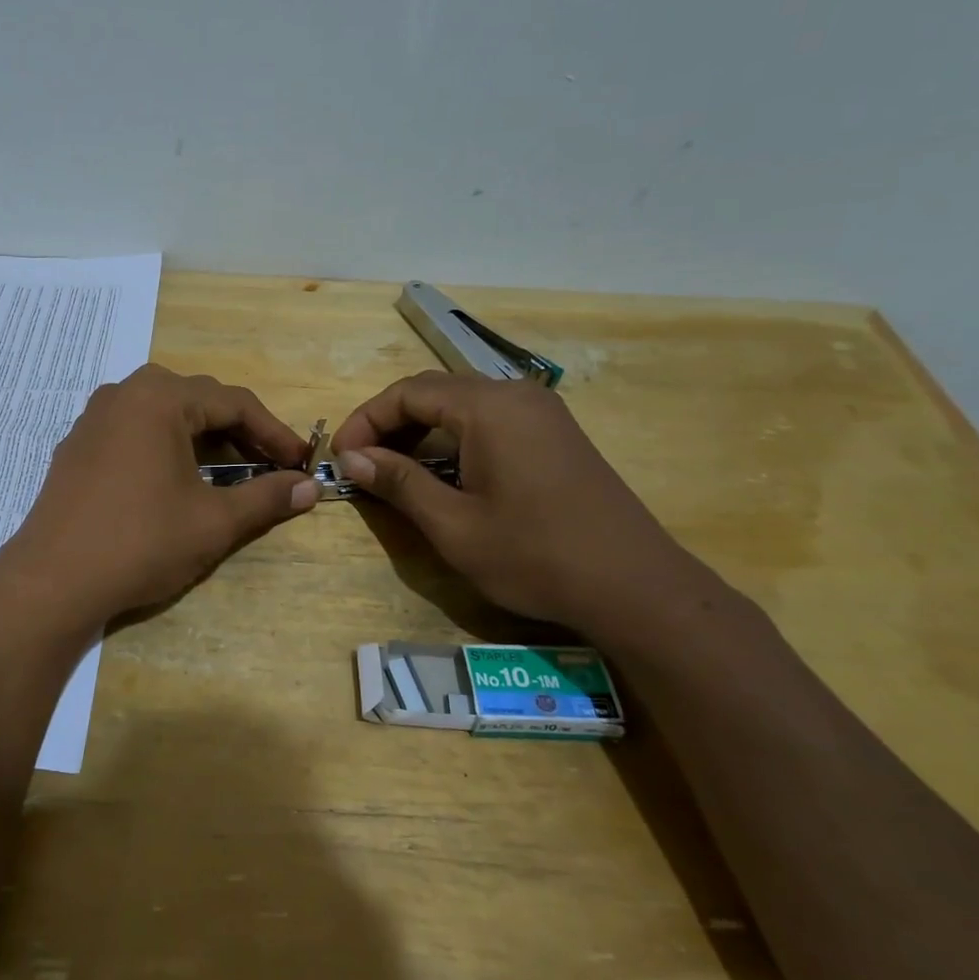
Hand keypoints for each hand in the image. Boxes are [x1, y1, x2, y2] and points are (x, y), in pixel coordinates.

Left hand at [0, 365, 317, 625]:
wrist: (51, 581)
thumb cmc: (140, 543)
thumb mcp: (213, 522)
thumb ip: (266, 498)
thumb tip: (310, 488)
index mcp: (159, 398)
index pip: (234, 403)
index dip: (274, 433)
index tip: (301, 462)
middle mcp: (124, 393)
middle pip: (198, 401)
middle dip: (239, 433)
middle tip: (269, 467)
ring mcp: (94, 418)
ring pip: (164, 414)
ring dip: (202, 438)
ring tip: (228, 472)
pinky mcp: (77, 445)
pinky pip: (134, 430)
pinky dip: (166, 446)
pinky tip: (175, 480)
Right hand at [331, 372, 713, 630]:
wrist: (636, 587)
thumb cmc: (535, 555)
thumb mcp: (453, 525)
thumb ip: (398, 482)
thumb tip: (352, 458)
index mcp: (488, 407)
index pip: (406, 393)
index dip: (365, 421)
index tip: (342, 458)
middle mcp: (515, 395)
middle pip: (434, 392)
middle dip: (390, 424)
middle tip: (363, 464)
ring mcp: (541, 412)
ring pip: (462, 405)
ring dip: (421, 431)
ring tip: (395, 471)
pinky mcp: (556, 434)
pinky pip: (490, 420)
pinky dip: (454, 438)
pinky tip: (444, 473)